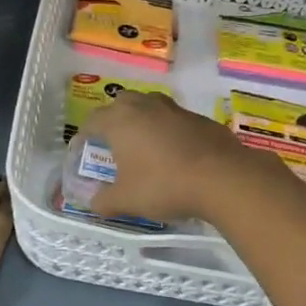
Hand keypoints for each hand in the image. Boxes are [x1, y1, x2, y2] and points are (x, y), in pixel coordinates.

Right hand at [81, 91, 277, 223]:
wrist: (222, 178)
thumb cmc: (164, 185)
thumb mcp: (127, 200)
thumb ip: (104, 200)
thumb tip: (93, 202)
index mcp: (120, 120)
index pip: (92, 121)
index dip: (84, 136)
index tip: (83, 151)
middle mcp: (145, 106)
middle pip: (121, 103)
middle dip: (113, 119)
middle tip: (113, 143)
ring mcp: (175, 109)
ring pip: (150, 105)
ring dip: (142, 120)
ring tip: (143, 145)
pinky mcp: (200, 118)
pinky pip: (175, 119)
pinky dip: (169, 130)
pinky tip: (175, 153)